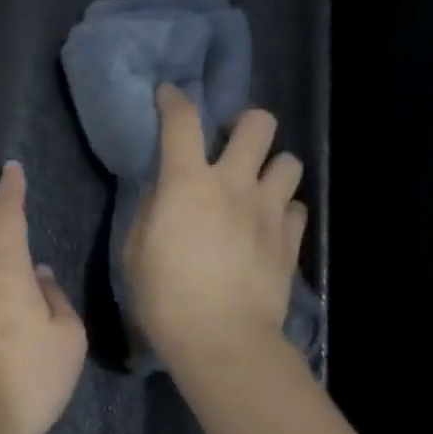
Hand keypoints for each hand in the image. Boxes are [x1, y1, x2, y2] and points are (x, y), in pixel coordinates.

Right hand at [124, 85, 306, 369]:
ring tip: (257, 188)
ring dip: (271, 168)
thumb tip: (164, 196)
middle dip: (245, 124)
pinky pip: (296, 207)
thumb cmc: (165, 297)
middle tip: (232, 145)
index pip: (181, 121)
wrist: (222, 338)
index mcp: (187, 183)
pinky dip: (283, 209)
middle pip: (258, 123)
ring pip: (289, 162)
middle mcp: (234, 183)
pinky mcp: (290, 239)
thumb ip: (150, 213)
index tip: (169, 95)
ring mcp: (268, 210)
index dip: (174, 100)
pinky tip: (269, 226)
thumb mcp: (135, 252)